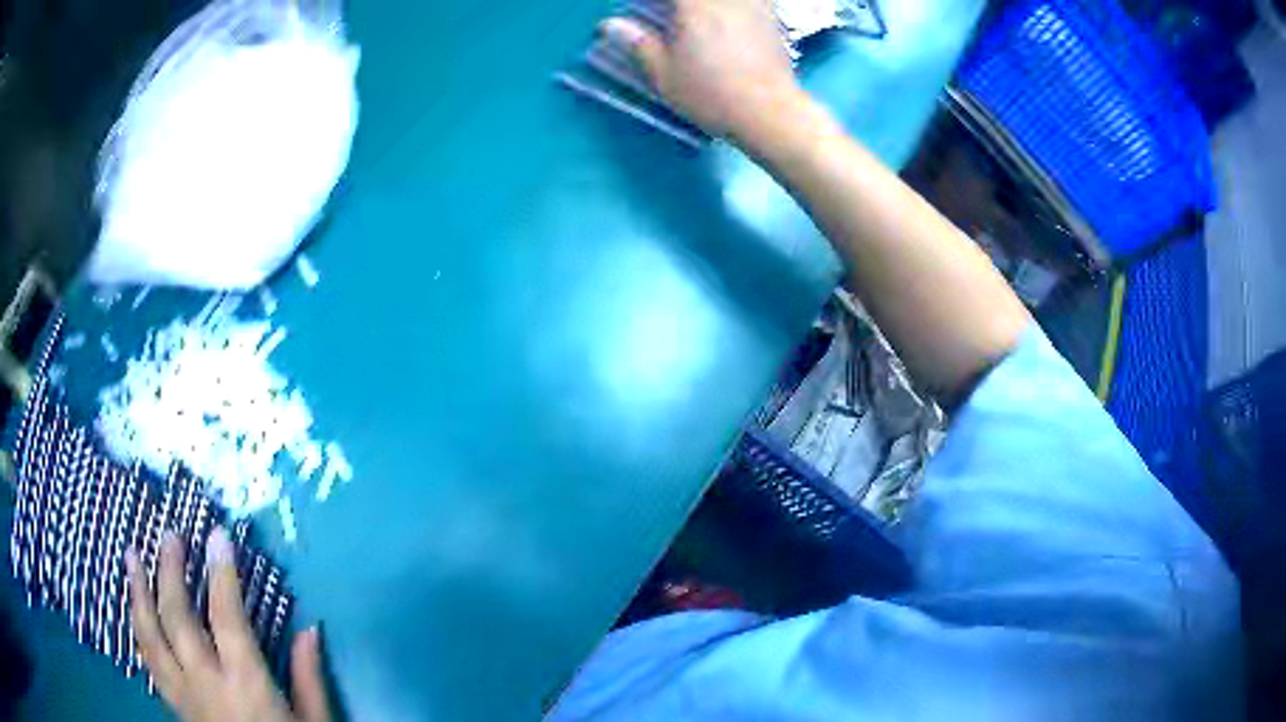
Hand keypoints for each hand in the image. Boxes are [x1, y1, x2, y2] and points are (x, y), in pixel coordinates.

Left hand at [126, 529, 331, 721]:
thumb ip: (309, 678)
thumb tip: (312, 628)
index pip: (226, 616)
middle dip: (170, 570)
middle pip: (177, 616)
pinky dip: (137, 628)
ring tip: (130, 556)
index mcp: (245, 684)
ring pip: (150, 634)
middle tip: (169, 535)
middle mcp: (205, 681)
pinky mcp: (174, 705)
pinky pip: (147, 660)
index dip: (221, 573)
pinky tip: (133, 608)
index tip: (218, 536)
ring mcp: (183, 693)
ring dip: (138, 591)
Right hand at [601, 0, 803, 142]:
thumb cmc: (712, 94)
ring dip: (704, 8)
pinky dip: (738, 8)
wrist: (769, 112)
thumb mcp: (665, 75)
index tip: (640, 9)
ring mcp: (753, 5)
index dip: (650, 3)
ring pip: (725, 0)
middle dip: (677, 6)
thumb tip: (610, 25)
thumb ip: (639, 44)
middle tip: (665, 13)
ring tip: (691, 19)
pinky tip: (731, 15)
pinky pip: (756, 2)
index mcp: (695, 4)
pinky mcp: (772, 18)